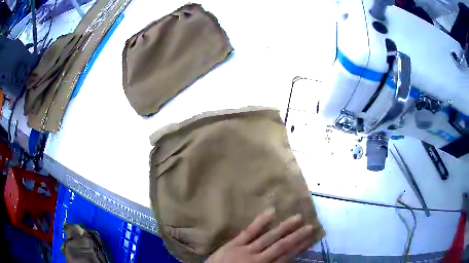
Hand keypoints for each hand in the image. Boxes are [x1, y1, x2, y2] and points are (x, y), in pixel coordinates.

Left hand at [206, 208, 314, 262]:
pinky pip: (249, 232)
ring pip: (269, 237)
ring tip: (297, 217)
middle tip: (311, 226)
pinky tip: (271, 212)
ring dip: (284, 227)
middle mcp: (259, 259)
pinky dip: (260, 222)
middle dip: (297, 236)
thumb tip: (286, 258)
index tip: (310, 239)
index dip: (299, 248)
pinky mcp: (234, 244)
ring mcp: (246, 250)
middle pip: (281, 246)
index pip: (286, 257)